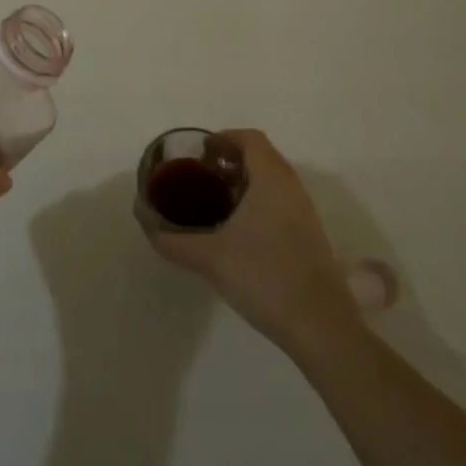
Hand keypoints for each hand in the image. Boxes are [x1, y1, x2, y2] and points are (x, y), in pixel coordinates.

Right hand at [143, 129, 359, 357]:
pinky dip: (257, 202)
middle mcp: (291, 187)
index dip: (223, 139)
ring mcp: (304, 212)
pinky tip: (237, 231)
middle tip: (201, 177)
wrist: (321, 327)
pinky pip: (280, 201)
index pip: (250, 139)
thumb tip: (145, 222)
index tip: (199, 154)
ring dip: (244, 183)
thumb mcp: (210, 258)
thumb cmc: (264, 277)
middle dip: (230, 161)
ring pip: (272, 181)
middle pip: (261, 157)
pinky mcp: (309, 235)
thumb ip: (173, 240)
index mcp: (271, 179)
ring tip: (215, 203)